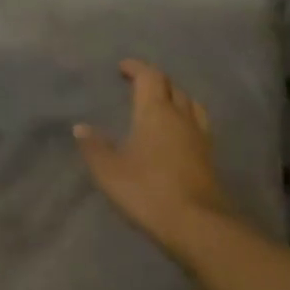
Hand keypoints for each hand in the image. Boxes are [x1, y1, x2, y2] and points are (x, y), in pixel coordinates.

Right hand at [75, 59, 234, 258]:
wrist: (195, 223)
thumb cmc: (147, 190)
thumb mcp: (109, 171)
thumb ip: (94, 147)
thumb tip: (81, 128)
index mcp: (156, 112)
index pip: (150, 77)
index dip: (136, 68)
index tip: (123, 67)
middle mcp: (181, 117)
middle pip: (172, 87)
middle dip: (155, 80)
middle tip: (138, 84)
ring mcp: (200, 136)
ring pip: (191, 104)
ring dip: (175, 97)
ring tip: (162, 103)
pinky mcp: (209, 156)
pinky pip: (198, 123)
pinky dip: (186, 118)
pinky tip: (178, 132)